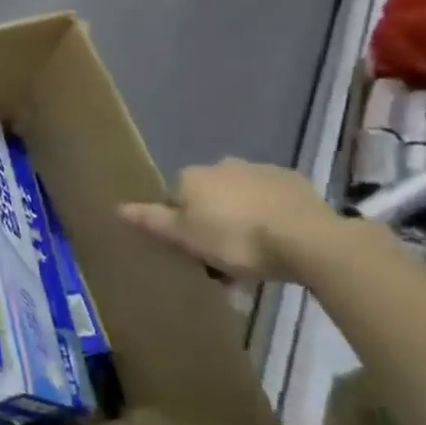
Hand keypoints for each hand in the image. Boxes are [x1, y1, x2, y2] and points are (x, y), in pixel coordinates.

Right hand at [118, 159, 336, 281]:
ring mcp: (261, 170)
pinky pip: (272, 200)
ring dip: (242, 219)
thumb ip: (152, 221)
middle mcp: (223, 165)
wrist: (308, 239)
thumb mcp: (185, 238)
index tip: (192, 251)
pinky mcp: (294, 182)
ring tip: (254, 257)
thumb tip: (117, 206)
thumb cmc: (236, 239)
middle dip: (213, 221)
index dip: (181, 224)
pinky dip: (270, 216)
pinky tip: (279, 242)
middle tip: (223, 259)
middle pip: (209, 197)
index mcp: (192, 176)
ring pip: (241, 197)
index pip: (174, 198)